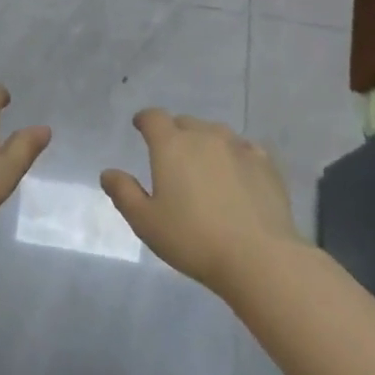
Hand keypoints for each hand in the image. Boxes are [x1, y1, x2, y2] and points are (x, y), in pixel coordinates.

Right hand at [102, 109, 303, 294]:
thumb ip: (124, 193)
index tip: (140, 127)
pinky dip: (236, 155)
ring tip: (205, 166)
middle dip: (175, 133)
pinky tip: (238, 174)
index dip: (144, 120)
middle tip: (172, 157)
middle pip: (185, 123)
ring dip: (205, 142)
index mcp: (171, 145)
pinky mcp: (266, 164)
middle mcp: (204, 136)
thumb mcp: (146, 223)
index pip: (153, 117)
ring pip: (216, 133)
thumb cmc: (193, 239)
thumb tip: (108, 173)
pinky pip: (245, 149)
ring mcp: (238, 147)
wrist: (258, 257)